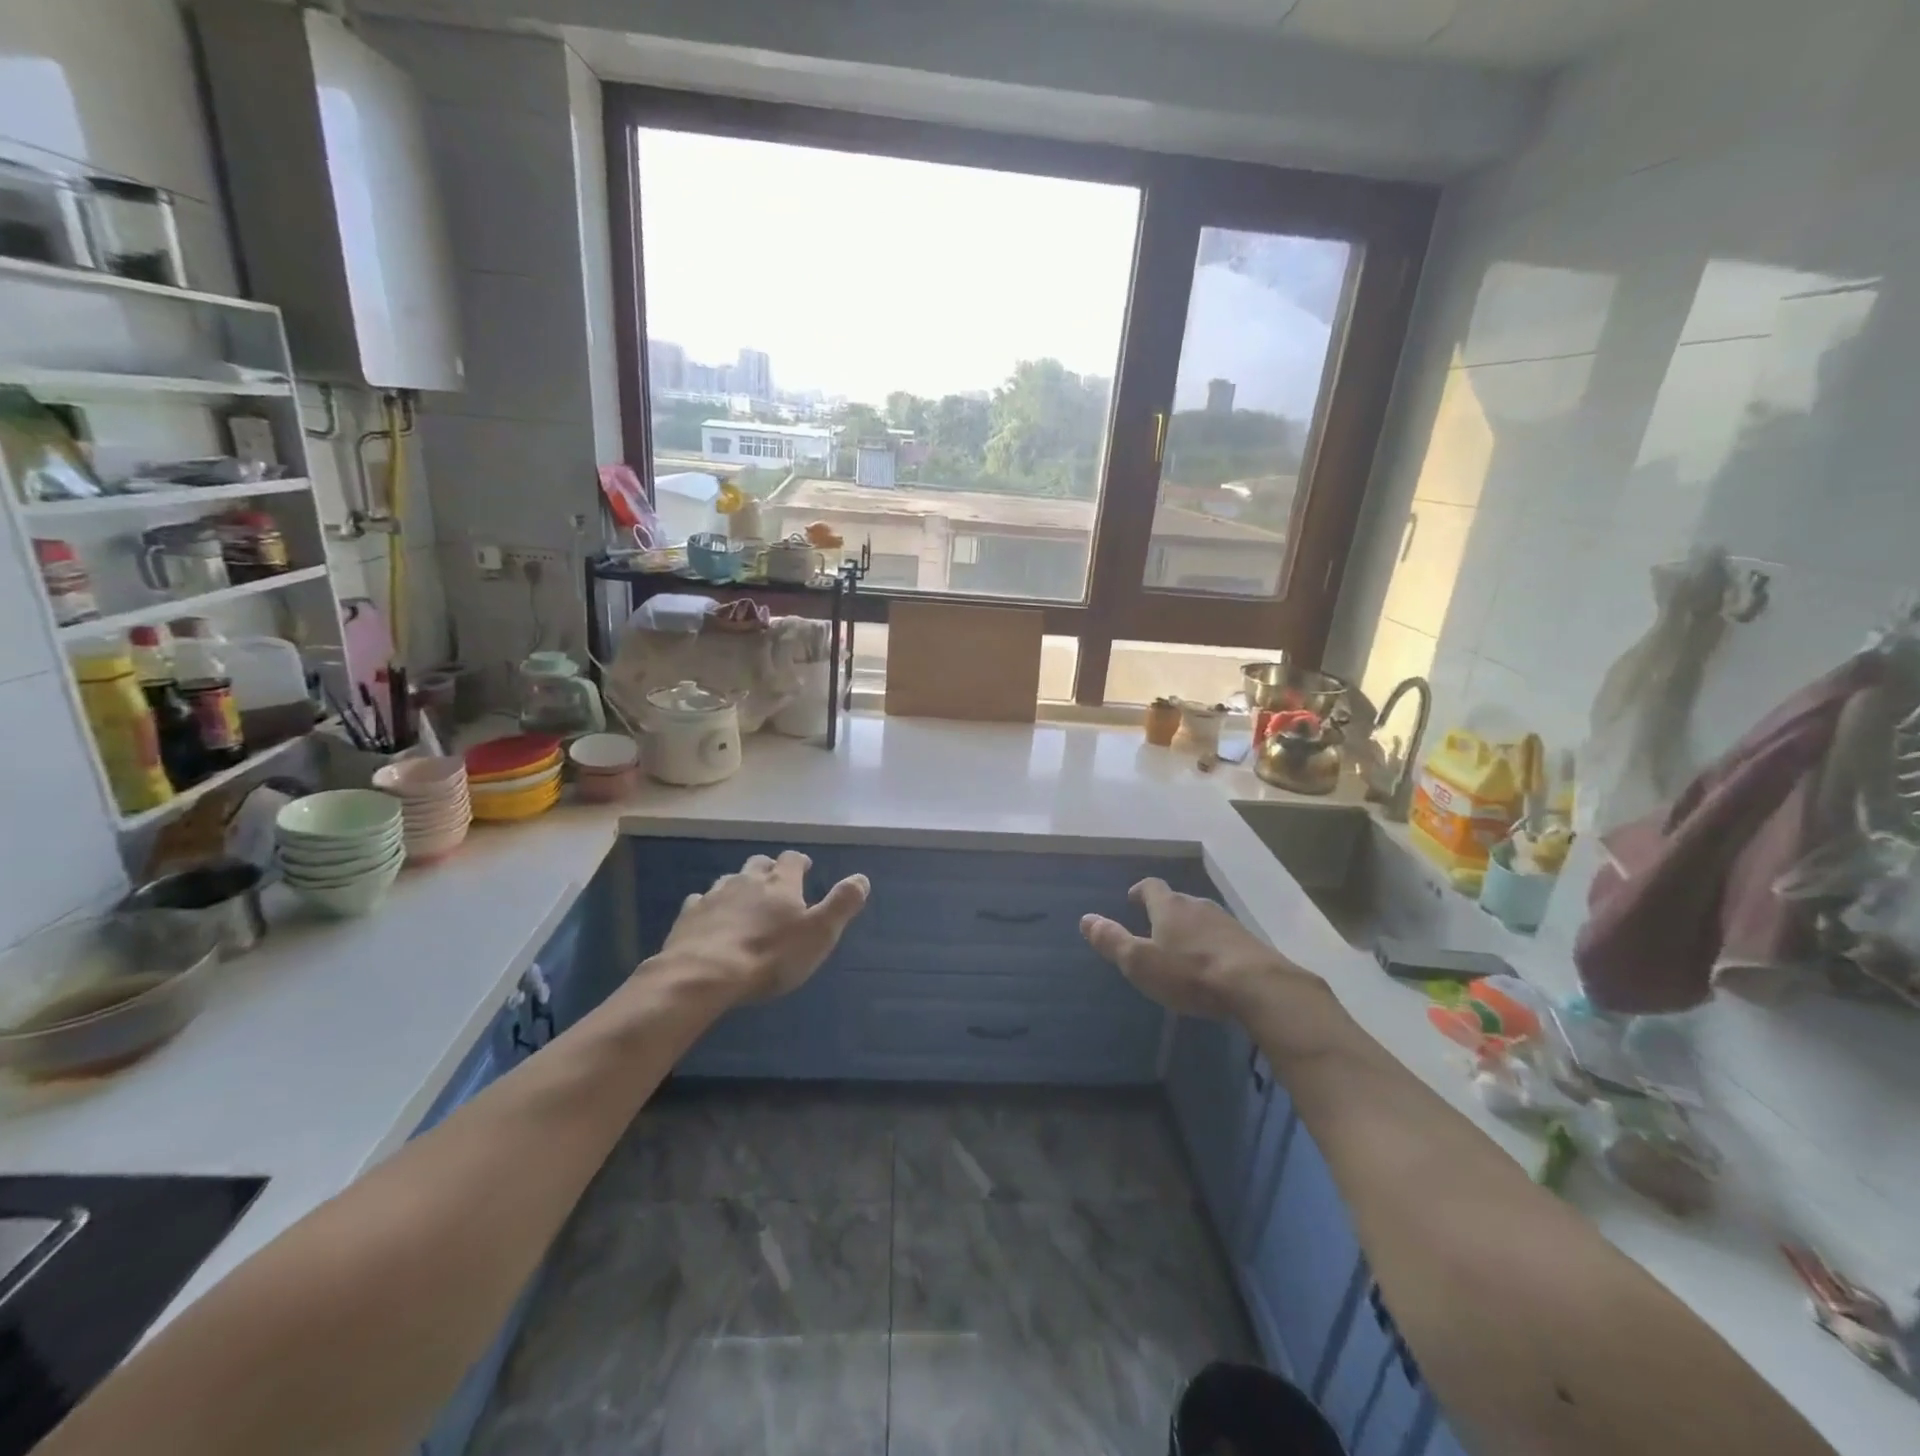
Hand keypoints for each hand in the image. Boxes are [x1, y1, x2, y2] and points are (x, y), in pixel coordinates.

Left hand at [659, 851, 869, 1002]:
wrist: (705, 974)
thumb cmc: (771, 955)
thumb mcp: (819, 933)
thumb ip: (842, 904)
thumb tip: (862, 878)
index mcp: (780, 883)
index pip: (792, 860)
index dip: (799, 862)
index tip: (805, 868)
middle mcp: (747, 881)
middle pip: (758, 864)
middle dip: (768, 869)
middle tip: (775, 883)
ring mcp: (714, 896)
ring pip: (729, 880)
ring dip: (739, 886)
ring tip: (745, 901)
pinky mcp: (688, 917)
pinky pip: (700, 902)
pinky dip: (709, 906)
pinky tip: (710, 919)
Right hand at [1080, 878, 1314, 1019]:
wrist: (1257, 987)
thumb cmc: (1189, 973)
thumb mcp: (1140, 962)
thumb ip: (1112, 940)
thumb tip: (1086, 919)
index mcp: (1170, 906)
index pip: (1151, 886)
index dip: (1140, 891)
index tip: (1132, 898)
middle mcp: (1198, 906)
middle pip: (1178, 901)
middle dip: (1165, 911)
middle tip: (1154, 926)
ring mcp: (1227, 922)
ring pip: (1202, 918)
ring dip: (1190, 928)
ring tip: (1181, 946)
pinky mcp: (1249, 943)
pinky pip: (1222, 937)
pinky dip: (1211, 944)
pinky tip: (1211, 964)